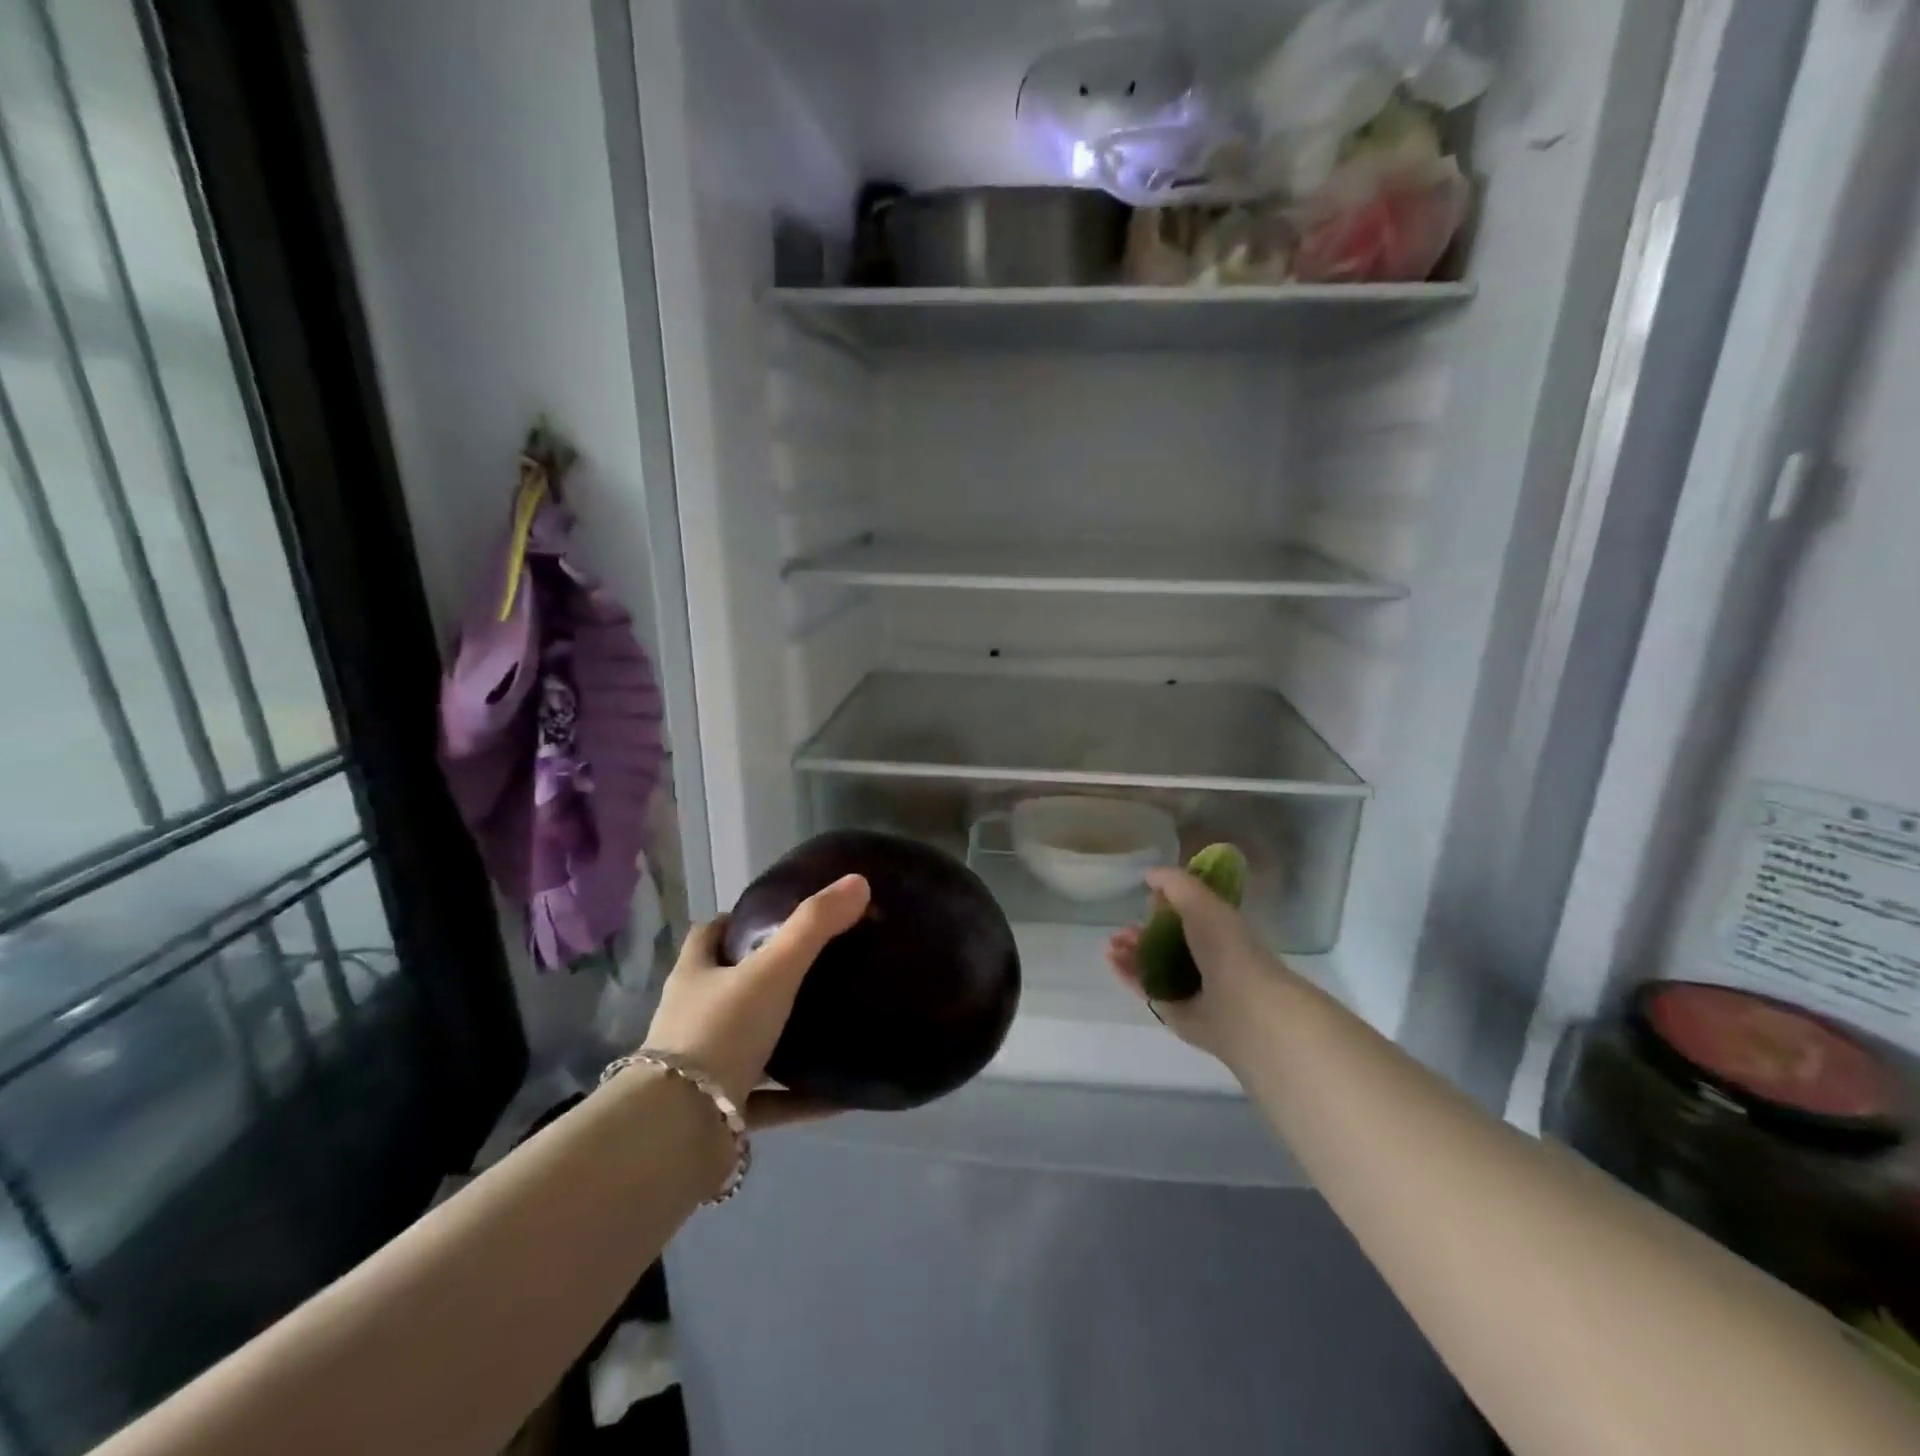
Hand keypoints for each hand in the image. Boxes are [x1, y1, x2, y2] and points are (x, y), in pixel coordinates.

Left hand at [645, 874, 870, 1130]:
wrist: (679, 1132)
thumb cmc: (720, 1033)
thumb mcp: (772, 970)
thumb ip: (814, 926)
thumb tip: (858, 881)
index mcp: (694, 976)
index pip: (708, 935)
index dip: (735, 922)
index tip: (772, 917)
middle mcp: (692, 1018)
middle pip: (726, 988)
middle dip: (763, 979)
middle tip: (814, 969)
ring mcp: (701, 1069)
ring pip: (747, 1045)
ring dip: (781, 1039)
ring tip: (830, 1025)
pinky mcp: (718, 1114)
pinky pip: (768, 1100)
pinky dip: (800, 1097)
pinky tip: (840, 1094)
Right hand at [1106, 868, 1295, 1068]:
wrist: (1240, 1007)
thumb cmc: (1225, 947)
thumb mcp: (1199, 900)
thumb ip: (1173, 882)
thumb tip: (1149, 875)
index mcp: (1218, 929)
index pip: (1187, 914)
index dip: (1164, 906)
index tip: (1143, 899)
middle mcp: (1205, 957)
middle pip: (1165, 941)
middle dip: (1140, 932)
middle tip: (1120, 929)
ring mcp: (1190, 986)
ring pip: (1152, 965)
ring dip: (1130, 952)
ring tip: (1111, 945)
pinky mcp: (1175, 1010)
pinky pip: (1146, 988)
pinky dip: (1127, 974)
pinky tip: (1111, 962)